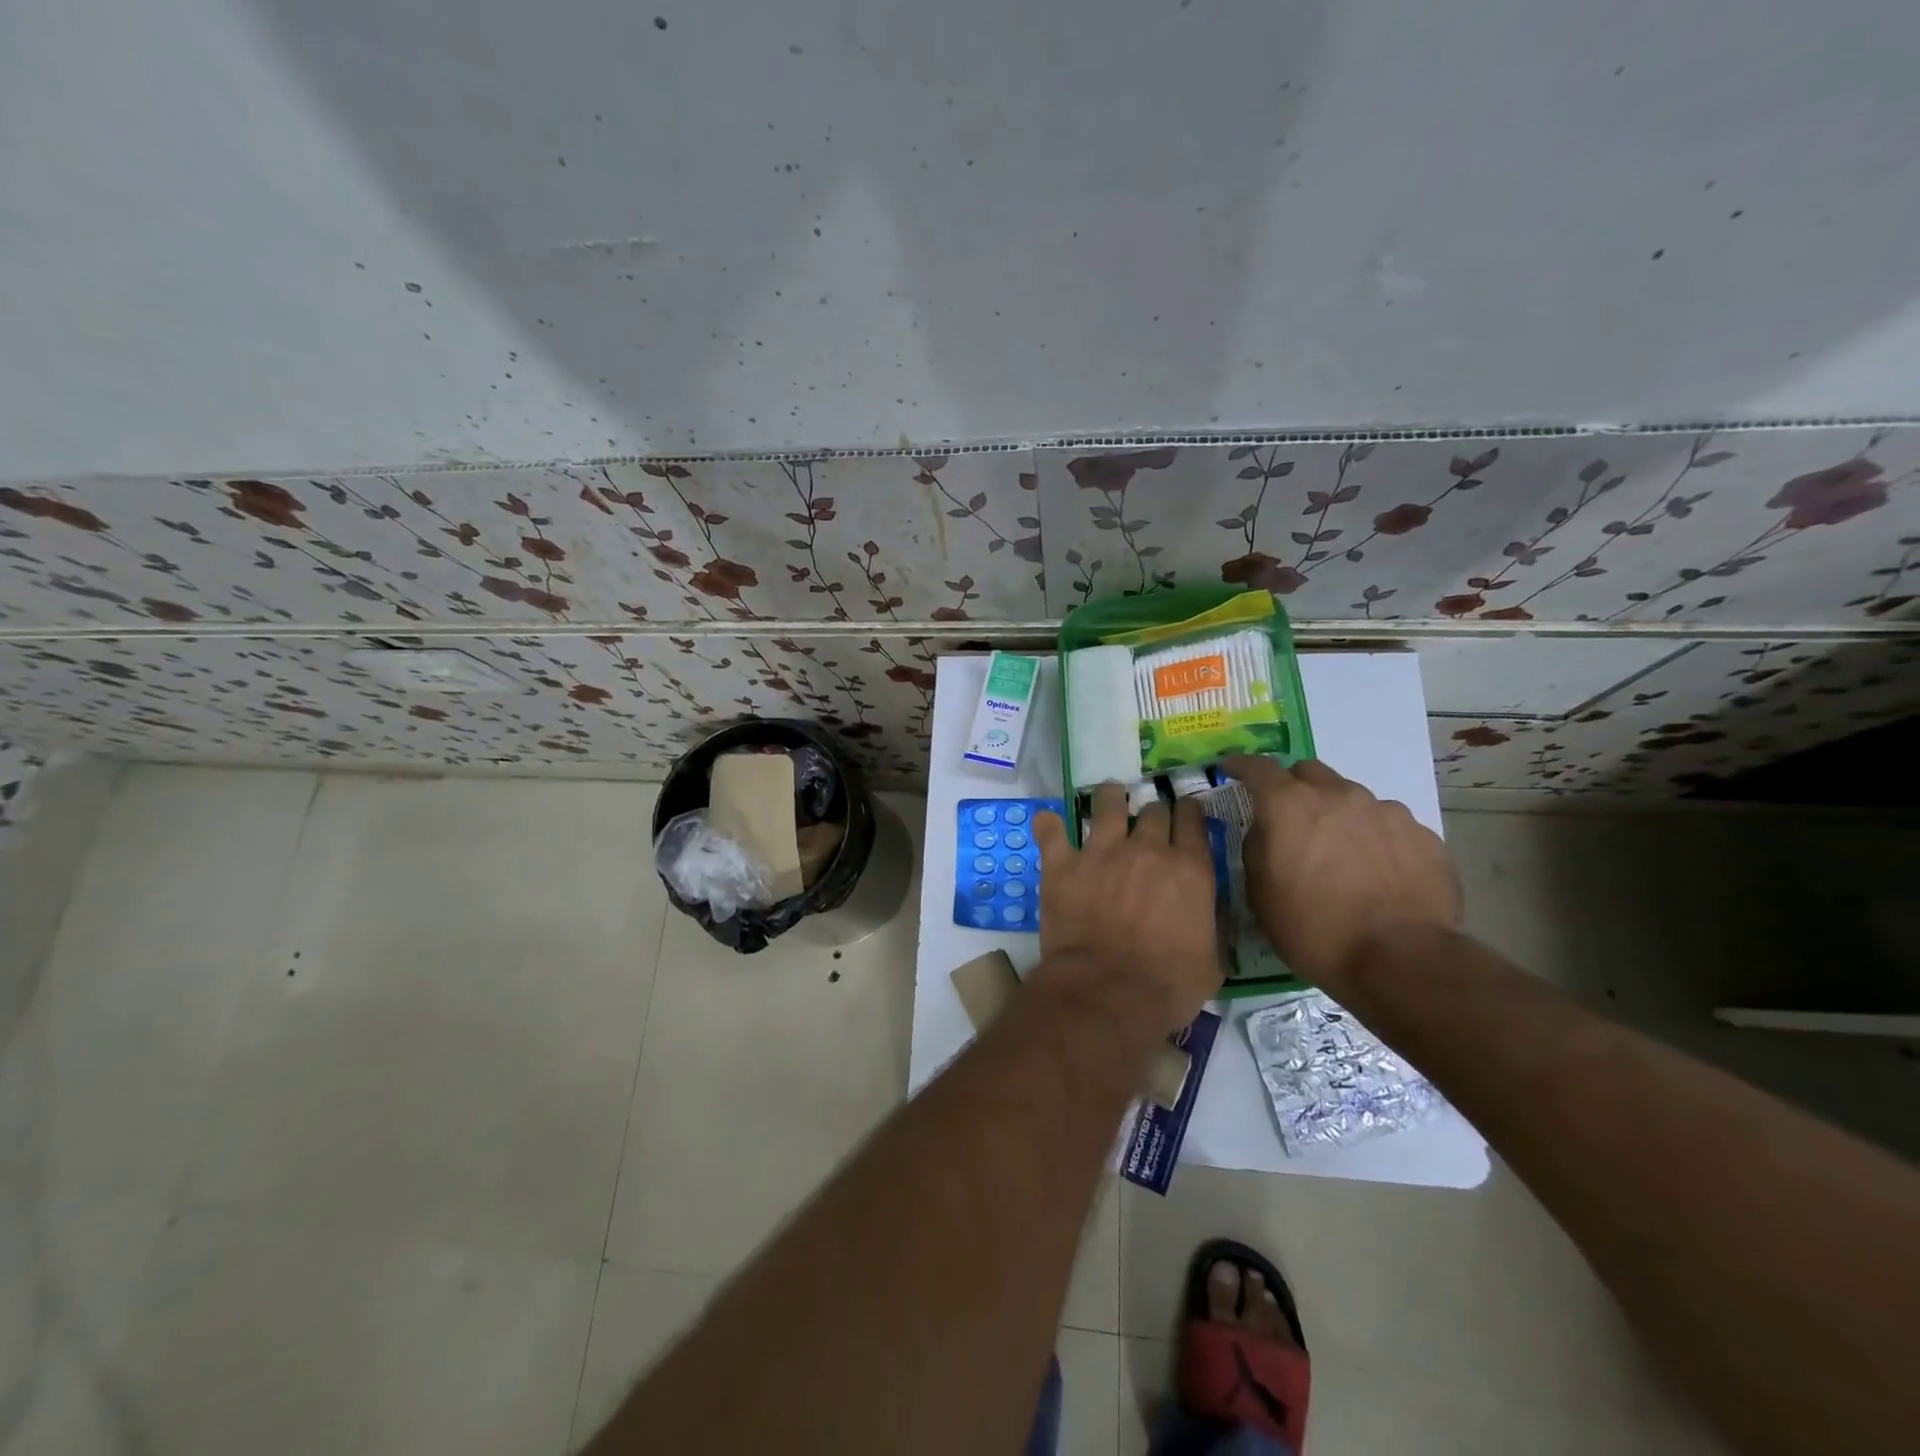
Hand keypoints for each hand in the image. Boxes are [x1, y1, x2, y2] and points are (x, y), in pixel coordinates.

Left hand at [1031, 784, 1222, 1038]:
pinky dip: (1049, 825)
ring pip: (1107, 804)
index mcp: (1189, 869)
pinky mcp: (1063, 864)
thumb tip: (1209, 915)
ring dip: (1110, 798)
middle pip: (1153, 809)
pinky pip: (1051, 831)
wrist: (1108, 992)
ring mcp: (1101, 852)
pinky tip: (1048, 822)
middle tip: (1147, 820)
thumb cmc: (1167, 986)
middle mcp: (1147, 849)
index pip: (1192, 820)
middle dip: (1153, 811)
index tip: (1184, 813)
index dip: (1188, 811)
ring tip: (1109, 797)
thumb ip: (1211, 925)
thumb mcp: (1212, 960)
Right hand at [1223, 756, 1461, 995]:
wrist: (1403, 960)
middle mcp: (1338, 795)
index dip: (1241, 766)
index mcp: (1289, 806)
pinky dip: (1375, 839)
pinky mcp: (1423, 835)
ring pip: (1351, 798)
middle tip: (1290, 820)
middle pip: (1308, 772)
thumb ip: (1257, 848)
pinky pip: (1388, 826)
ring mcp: (1386, 811)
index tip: (1231, 770)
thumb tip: (1266, 831)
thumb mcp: (1260, 894)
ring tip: (1341, 855)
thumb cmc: (1315, 930)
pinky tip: (1378, 874)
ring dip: (1338, 815)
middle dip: (1293, 788)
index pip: (1257, 767)